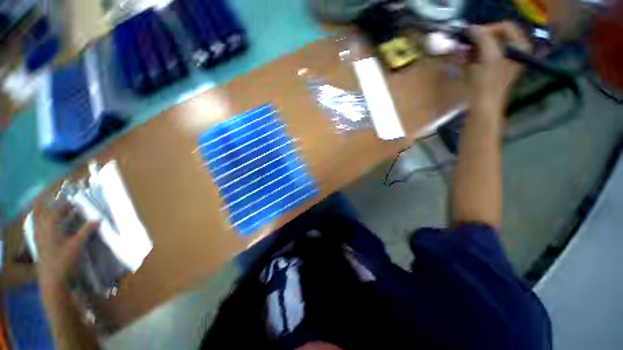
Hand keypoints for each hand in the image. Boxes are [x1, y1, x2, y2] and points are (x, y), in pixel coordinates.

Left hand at [33, 202, 97, 290]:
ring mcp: (38, 237)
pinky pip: (36, 228)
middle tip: (60, 205)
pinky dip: (40, 223)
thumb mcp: (78, 245)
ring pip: (37, 220)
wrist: (52, 278)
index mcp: (51, 227)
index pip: (57, 211)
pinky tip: (46, 225)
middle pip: (43, 213)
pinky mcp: (38, 243)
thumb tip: (98, 219)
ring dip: (43, 213)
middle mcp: (42, 229)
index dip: (66, 206)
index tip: (75, 203)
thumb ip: (86, 230)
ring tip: (51, 211)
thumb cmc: (65, 259)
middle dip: (50, 206)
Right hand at [466, 22, 531, 114]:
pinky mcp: (492, 70)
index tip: (471, 37)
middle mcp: (513, 51)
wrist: (483, 107)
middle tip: (465, 48)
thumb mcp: (489, 57)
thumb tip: (472, 28)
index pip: (504, 27)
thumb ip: (483, 38)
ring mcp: (503, 61)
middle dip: (477, 41)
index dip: (487, 29)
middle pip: (494, 37)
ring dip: (472, 50)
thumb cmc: (488, 83)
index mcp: (519, 47)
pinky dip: (471, 58)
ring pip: (485, 47)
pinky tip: (464, 63)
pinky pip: (481, 56)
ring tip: (463, 58)